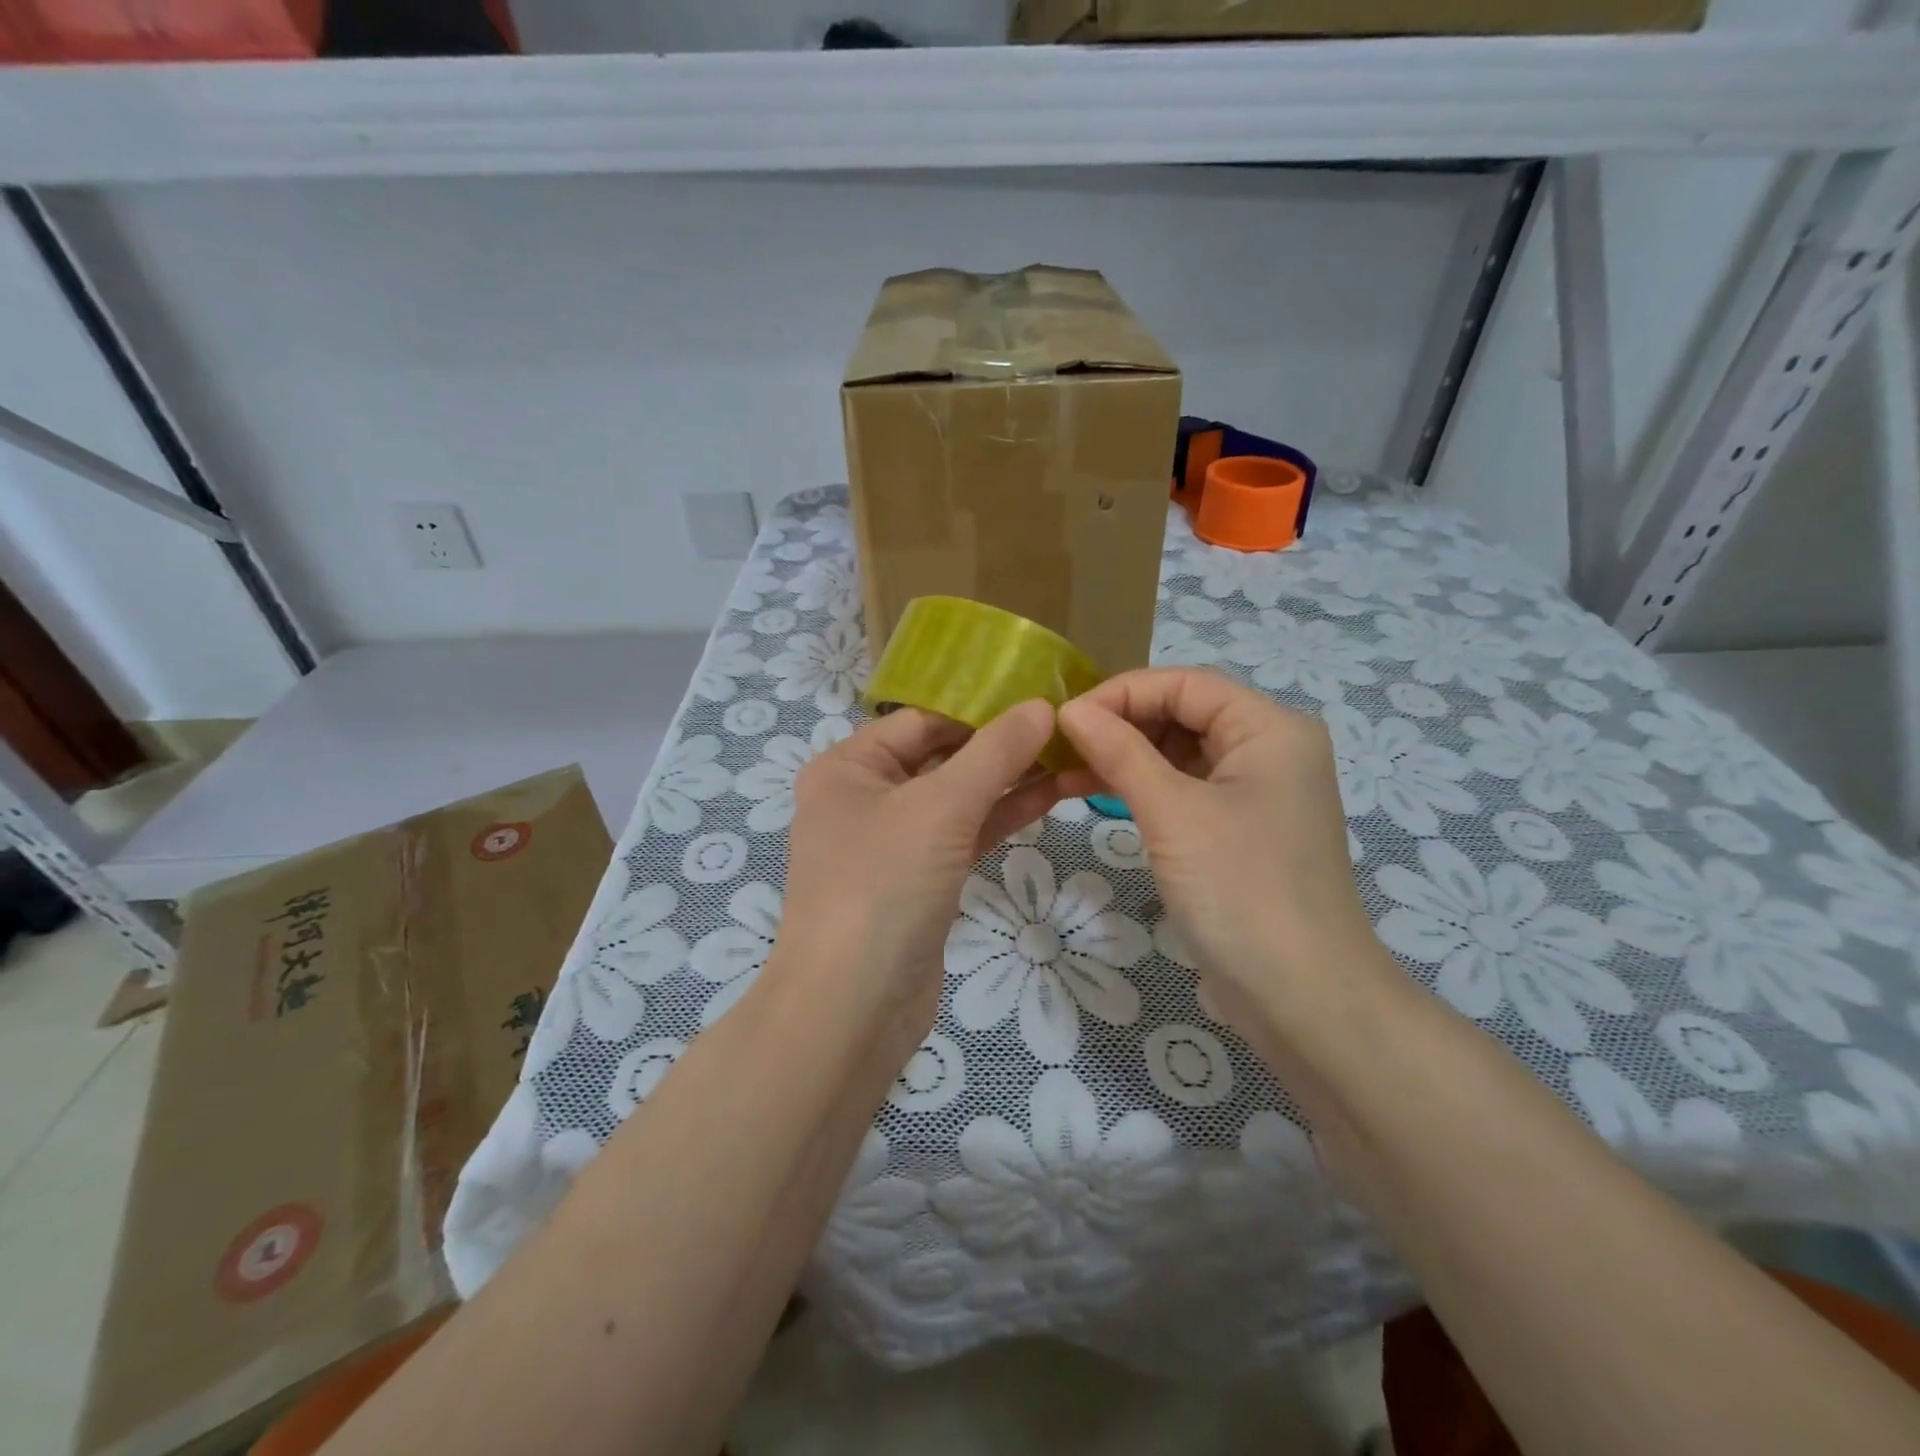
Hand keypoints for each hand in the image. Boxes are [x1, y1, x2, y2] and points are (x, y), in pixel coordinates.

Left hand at [773, 701, 1059, 1061]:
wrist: (852, 1008)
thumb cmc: (883, 885)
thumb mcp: (941, 807)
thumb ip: (994, 753)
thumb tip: (1042, 706)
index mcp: (848, 767)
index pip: (922, 719)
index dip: (980, 706)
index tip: (1041, 695)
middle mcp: (864, 798)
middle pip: (941, 756)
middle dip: (1000, 744)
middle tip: (1066, 726)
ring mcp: (892, 843)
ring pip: (957, 798)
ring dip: (1009, 780)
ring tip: (1071, 756)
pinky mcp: (918, 881)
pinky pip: (963, 835)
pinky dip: (1000, 816)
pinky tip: (1049, 795)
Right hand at [1056, 669, 1390, 1046]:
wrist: (1302, 997)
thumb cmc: (1241, 889)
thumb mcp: (1172, 811)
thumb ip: (1119, 751)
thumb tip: (1069, 710)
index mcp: (1269, 727)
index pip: (1184, 683)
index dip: (1121, 692)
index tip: (1064, 718)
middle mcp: (1269, 748)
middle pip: (1183, 713)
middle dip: (1121, 724)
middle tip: (1061, 747)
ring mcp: (1256, 791)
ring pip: (1180, 752)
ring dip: (1125, 757)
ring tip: (1066, 772)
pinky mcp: (1240, 828)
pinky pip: (1185, 788)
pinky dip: (1144, 788)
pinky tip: (1098, 794)